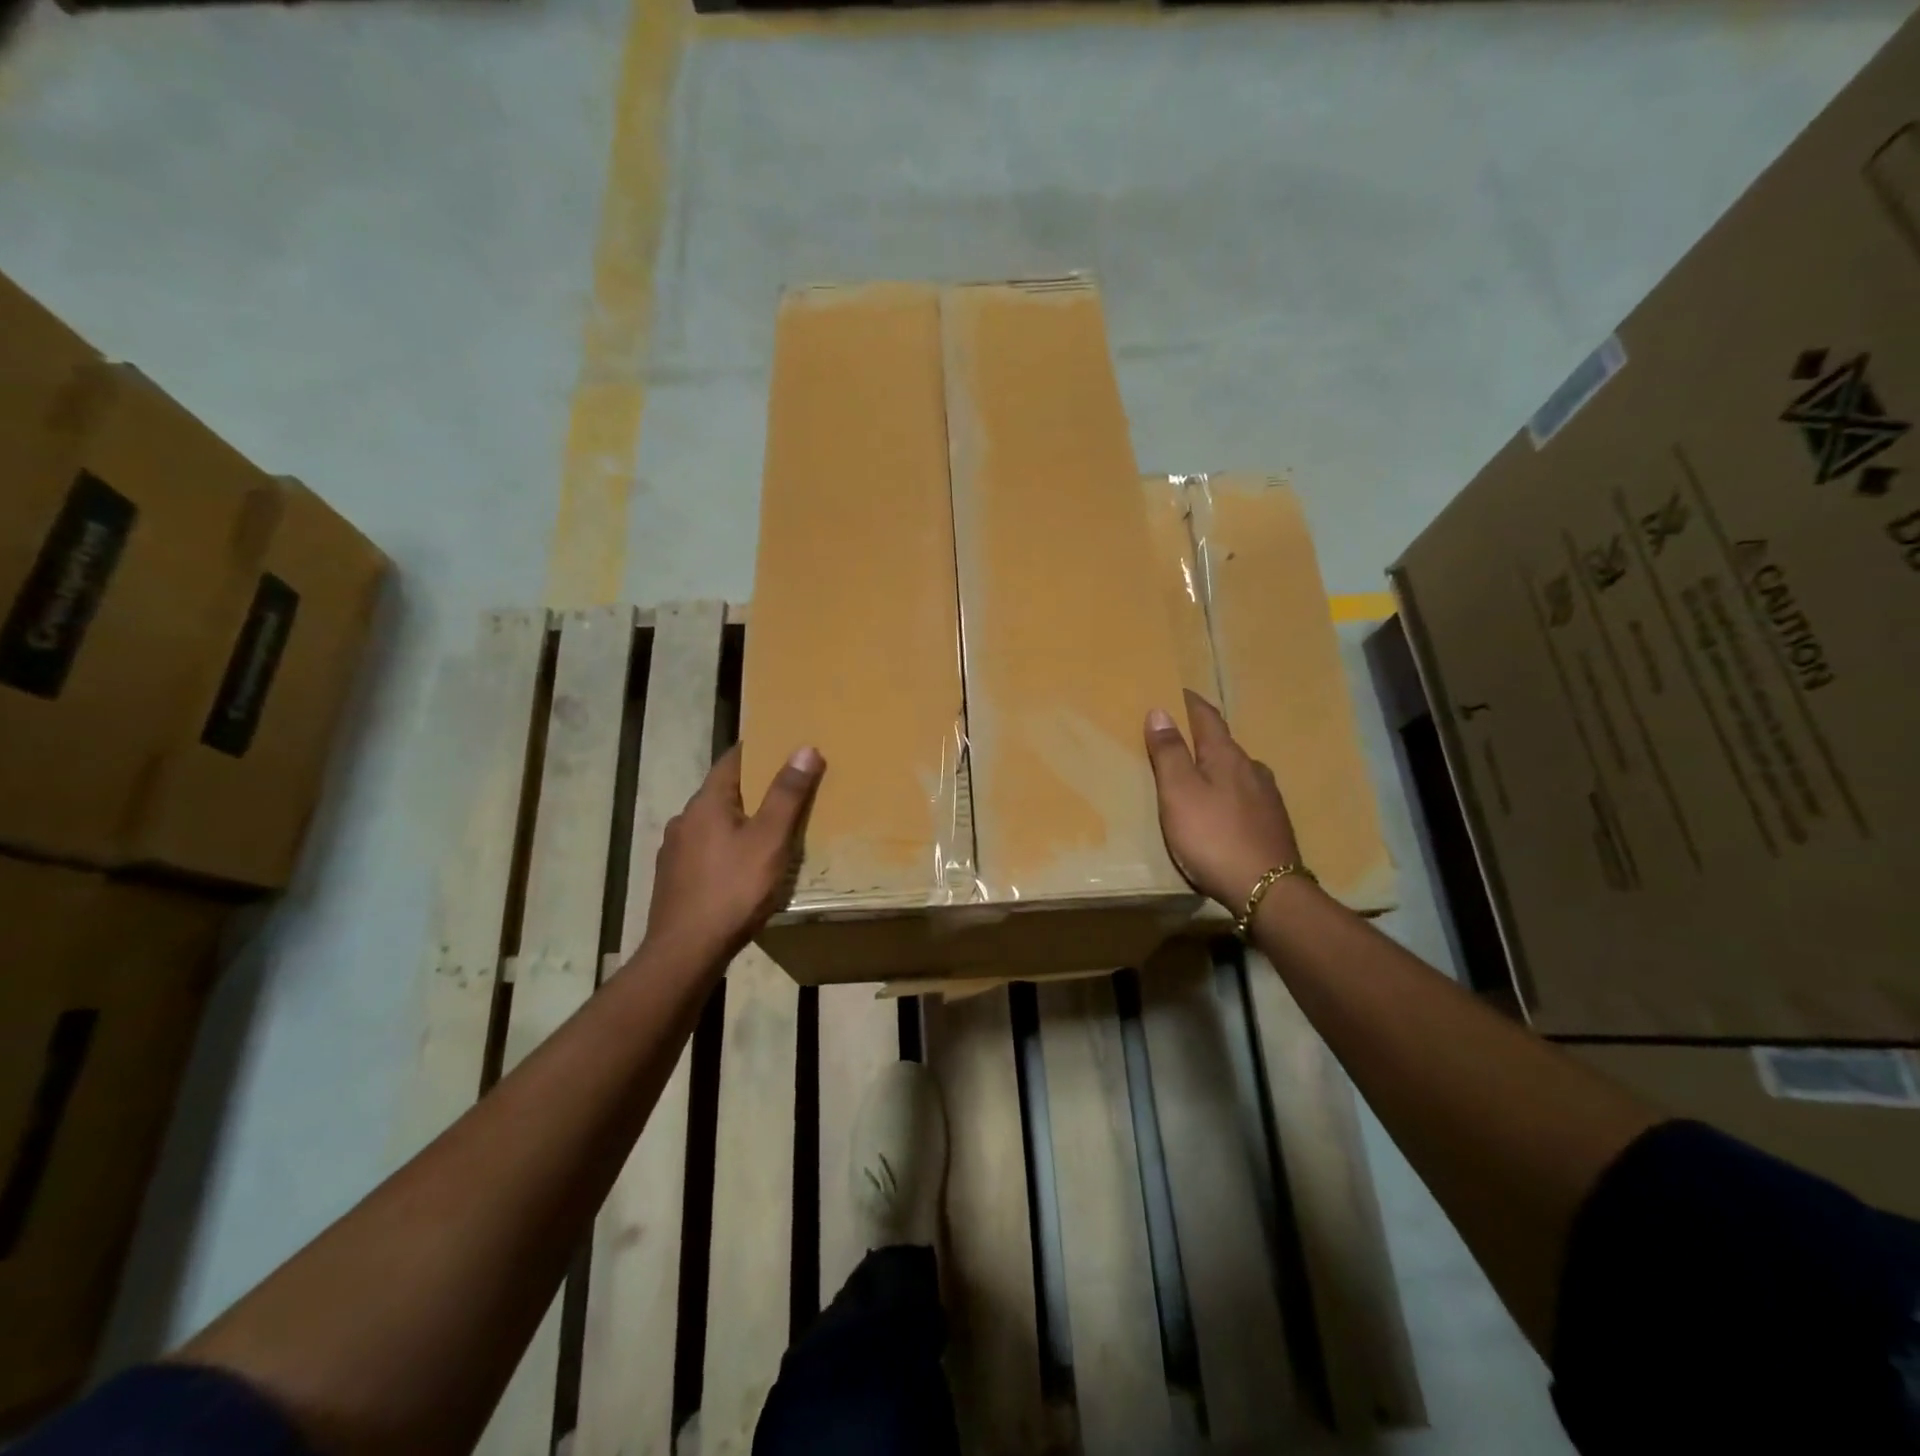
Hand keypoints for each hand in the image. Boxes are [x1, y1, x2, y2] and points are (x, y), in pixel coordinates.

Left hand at [645, 743, 824, 961]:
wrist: (684, 953)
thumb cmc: (732, 890)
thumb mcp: (769, 840)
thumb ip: (786, 795)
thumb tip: (804, 748)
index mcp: (707, 802)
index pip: (733, 759)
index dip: (759, 749)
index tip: (785, 745)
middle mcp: (685, 819)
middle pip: (724, 791)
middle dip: (755, 788)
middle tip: (789, 790)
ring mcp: (675, 850)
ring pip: (714, 822)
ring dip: (741, 820)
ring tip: (771, 831)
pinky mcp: (674, 878)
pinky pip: (707, 849)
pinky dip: (728, 846)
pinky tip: (744, 867)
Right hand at [1144, 690, 1301, 910]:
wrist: (1267, 891)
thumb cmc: (1213, 837)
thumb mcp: (1179, 793)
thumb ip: (1169, 753)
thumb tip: (1161, 710)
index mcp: (1227, 756)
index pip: (1208, 717)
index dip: (1190, 703)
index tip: (1178, 691)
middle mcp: (1253, 769)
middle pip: (1224, 744)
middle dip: (1202, 737)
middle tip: (1179, 737)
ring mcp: (1268, 798)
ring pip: (1237, 771)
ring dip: (1216, 767)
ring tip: (1197, 776)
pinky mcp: (1273, 824)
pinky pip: (1246, 796)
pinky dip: (1228, 792)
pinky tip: (1222, 809)